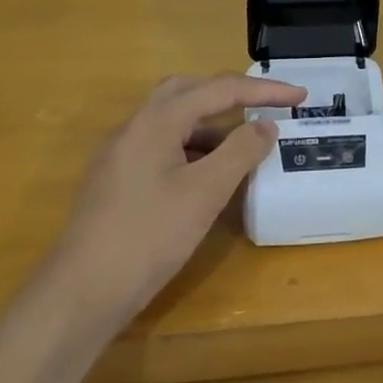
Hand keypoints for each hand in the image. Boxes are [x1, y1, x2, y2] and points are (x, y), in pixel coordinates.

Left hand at [56, 73, 305, 315]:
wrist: (81, 293)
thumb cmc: (148, 236)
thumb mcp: (205, 193)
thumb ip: (240, 152)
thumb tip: (265, 125)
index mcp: (156, 120)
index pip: (219, 89)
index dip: (264, 90)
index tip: (301, 96)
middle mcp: (135, 127)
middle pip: (189, 91)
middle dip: (231, 94)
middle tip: (265, 106)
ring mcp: (121, 154)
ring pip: (174, 120)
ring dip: (212, 123)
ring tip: (244, 144)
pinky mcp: (117, 179)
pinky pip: (163, 145)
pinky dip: (193, 147)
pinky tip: (209, 174)